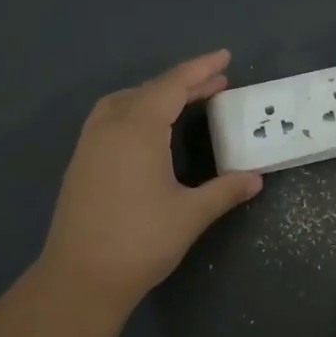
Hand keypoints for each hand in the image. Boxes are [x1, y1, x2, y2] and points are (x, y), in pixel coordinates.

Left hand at [37, 51, 262, 312]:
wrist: (80, 279)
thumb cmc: (140, 242)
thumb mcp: (191, 214)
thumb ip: (225, 190)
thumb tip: (255, 178)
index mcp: (138, 130)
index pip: (173, 86)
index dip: (200, 69)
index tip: (224, 57)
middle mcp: (110, 127)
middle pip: (149, 90)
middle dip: (184, 83)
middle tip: (217, 83)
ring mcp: (90, 145)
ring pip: (124, 101)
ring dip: (155, 94)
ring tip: (183, 100)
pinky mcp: (80, 164)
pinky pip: (109, 118)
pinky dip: (135, 110)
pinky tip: (147, 131)